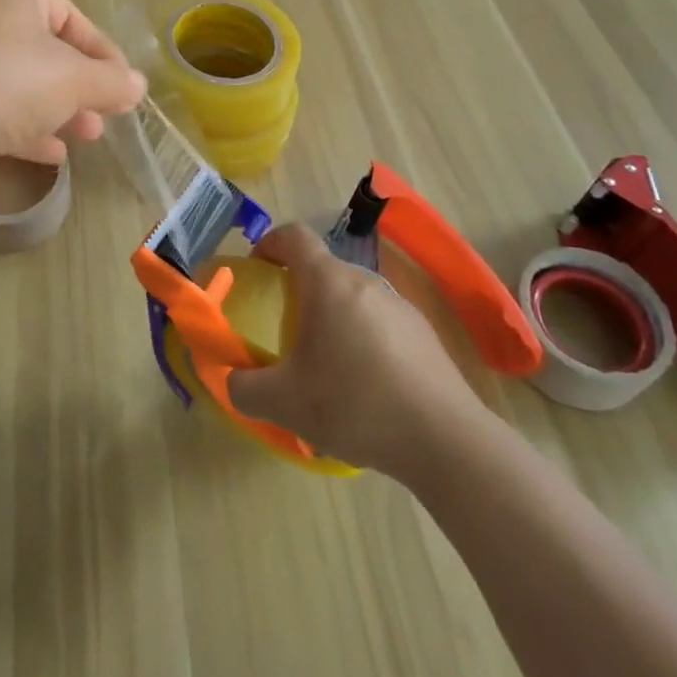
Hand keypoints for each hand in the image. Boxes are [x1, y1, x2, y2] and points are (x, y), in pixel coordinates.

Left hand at [0, 0, 146, 188]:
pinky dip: (24, 128)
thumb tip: (138, 86)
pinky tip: (49, 154)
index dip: (103, 52)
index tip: (123, 85)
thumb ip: (111, 82)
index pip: (71, 16)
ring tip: (86, 137)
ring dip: (57, 110)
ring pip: (21, 83)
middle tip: (105, 115)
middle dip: (81, 87)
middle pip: (46, 51)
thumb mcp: (74, 80)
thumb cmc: (8, 83)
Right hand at [227, 224, 490, 475]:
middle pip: (323, 269)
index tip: (257, 268)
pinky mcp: (424, 333)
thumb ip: (244, 388)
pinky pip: (380, 322)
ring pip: (353, 296)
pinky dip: (363, 338)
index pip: (294, 236)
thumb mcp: (285, 403)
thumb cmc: (355, 404)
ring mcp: (399, 305)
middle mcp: (364, 281)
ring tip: (327, 365)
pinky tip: (366, 387)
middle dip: (299, 289)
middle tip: (286, 328)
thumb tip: (231, 381)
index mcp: (328, 282)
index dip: (270, 243)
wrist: (445, 440)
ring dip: (333, 316)